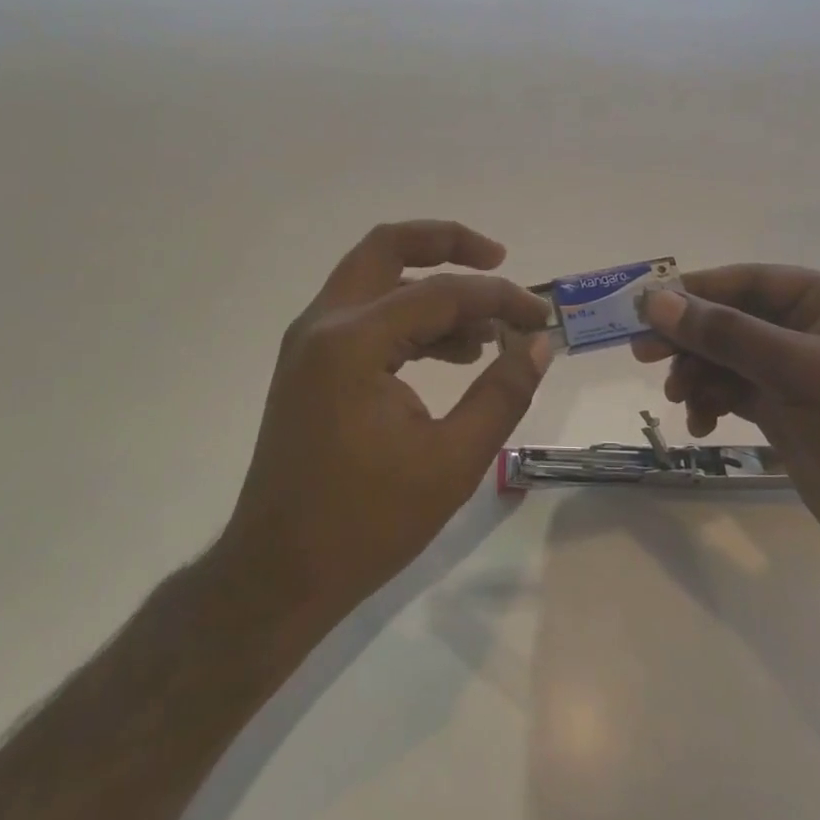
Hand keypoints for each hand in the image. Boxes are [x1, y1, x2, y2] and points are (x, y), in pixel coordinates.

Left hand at [221, 221, 551, 627]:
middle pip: (388, 247)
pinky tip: (451, 354)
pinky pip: (366, 315)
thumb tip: (539, 343)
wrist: (277, 575)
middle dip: (446, 243)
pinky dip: (408, 317)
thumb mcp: (452, 462)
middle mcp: (324, 324)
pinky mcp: (310, 364)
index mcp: (353, 342)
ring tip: (485, 330)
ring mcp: (310, 342)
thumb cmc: (365, 524)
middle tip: (498, 259)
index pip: (441, 293)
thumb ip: (502, 393)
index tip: (541, 319)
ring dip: (430, 286)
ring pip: (375, 278)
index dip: (500, 299)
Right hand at [634, 267, 819, 599]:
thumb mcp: (802, 373)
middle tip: (643, 357)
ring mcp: (804, 377)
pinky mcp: (792, 416)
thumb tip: (656, 301)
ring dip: (699, 375)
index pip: (751, 282)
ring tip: (680, 401)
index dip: (695, 292)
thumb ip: (727, 335)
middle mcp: (818, 332)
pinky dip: (714, 404)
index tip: (644, 309)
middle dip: (691, 338)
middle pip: (735, 320)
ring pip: (731, 359)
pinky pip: (737, 394)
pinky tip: (701, 426)